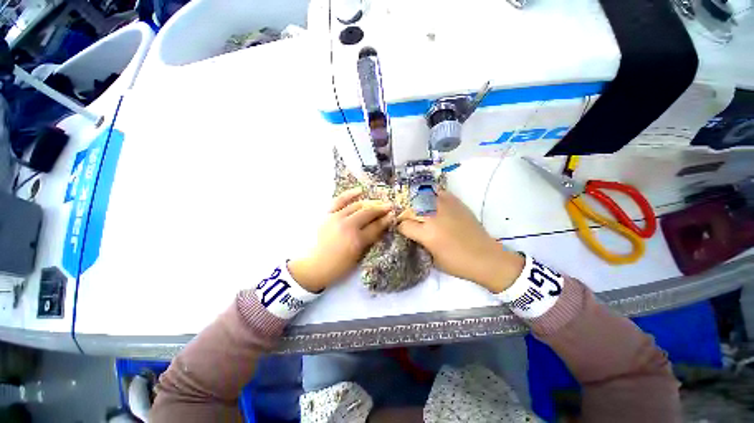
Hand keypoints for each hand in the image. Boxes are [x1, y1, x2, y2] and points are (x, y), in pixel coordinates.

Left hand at [288, 188, 392, 292]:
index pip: (376, 226)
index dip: (386, 220)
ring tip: (379, 202)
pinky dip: (350, 194)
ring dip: (370, 203)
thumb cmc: (339, 265)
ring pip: (357, 205)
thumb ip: (370, 240)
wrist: (314, 266)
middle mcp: (347, 226)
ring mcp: (336, 218)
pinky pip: (339, 200)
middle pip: (368, 213)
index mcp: (356, 240)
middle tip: (390, 206)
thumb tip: (382, 226)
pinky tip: (360, 190)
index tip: (393, 215)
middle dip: (381, 209)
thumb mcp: (358, 256)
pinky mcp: (328, 214)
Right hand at [398, 191, 523, 292]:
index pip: (404, 225)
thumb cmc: (457, 263)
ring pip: (424, 196)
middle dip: (405, 212)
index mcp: (427, 233)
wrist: (485, 257)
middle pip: (411, 207)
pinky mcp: (457, 203)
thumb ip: (420, 241)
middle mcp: (433, 216)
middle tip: (406, 216)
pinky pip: (440, 193)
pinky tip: (432, 201)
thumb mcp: (432, 257)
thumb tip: (412, 232)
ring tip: (417, 206)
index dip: (400, 227)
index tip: (402, 229)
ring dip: (417, 201)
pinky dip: (432, 195)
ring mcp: (445, 207)